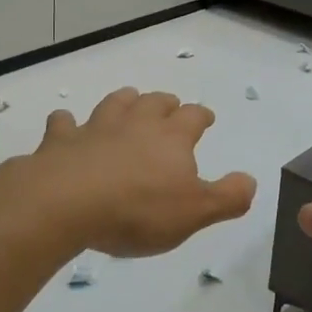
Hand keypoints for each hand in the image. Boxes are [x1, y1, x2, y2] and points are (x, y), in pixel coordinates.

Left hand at [21, 89, 255, 256]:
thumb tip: (251, 181)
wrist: (66, 203)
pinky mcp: (60, 141)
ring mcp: (95, 128)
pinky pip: (63, 123)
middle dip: (165, 103)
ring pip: (114, 104)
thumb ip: (227, 197)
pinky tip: (64, 122)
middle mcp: (136, 124)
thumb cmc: (138, 209)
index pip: (193, 117)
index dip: (201, 116)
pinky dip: (65, 122)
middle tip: (169, 105)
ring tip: (128, 99)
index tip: (206, 118)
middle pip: (154, 103)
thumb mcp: (194, 212)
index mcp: (171, 137)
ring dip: (124, 100)